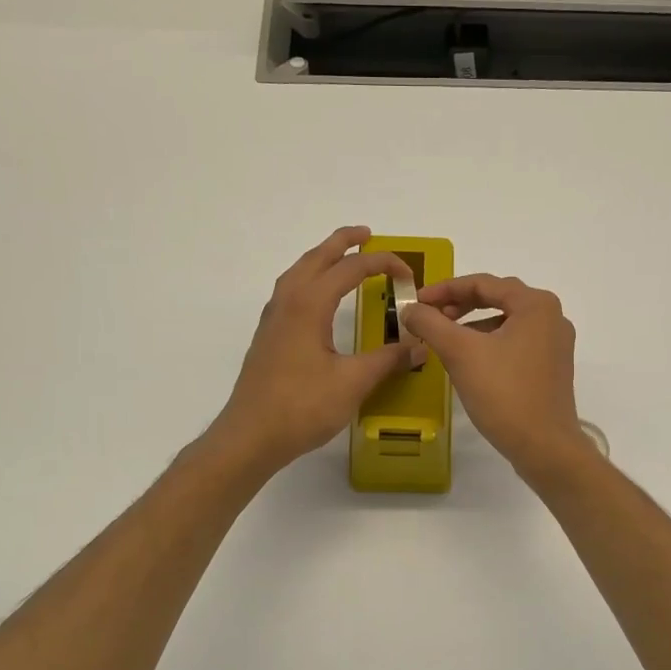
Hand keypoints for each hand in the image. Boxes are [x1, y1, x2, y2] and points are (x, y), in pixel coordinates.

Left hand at [208, 227, 423, 475]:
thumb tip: (420, 346)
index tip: (407, 273)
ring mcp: (273, 319)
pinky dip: (309, 278)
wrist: (250, 436)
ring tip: (342, 257)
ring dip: (321, 258)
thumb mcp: (353, 383)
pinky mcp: (269, 336)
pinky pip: (290, 290)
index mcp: (309, 305)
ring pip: (298, 272)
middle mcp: (288, 302)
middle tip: (367, 234)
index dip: (382, 264)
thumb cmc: (302, 406)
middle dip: (342, 242)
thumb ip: (388, 360)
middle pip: (316, 258)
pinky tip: (318, 297)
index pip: (350, 269)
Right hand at [401, 273, 597, 480]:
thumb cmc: (504, 393)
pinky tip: (469, 360)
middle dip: (459, 305)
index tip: (417, 302)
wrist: (544, 446)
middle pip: (497, 298)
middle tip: (429, 317)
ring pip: (506, 322)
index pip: (483, 283)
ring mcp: (555, 343)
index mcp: (536, 304)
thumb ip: (431, 323)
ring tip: (445, 339)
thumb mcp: (460, 353)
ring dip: (473, 325)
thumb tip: (410, 308)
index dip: (444, 289)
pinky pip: (515, 342)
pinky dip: (489, 343)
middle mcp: (552, 317)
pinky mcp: (552, 367)